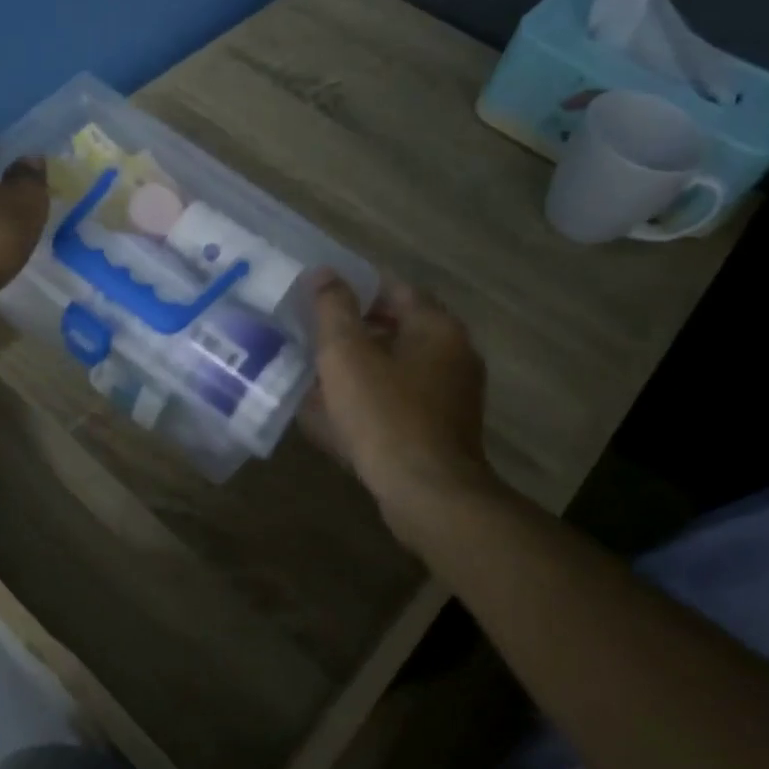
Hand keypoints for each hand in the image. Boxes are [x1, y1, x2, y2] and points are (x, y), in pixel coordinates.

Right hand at [302, 275, 504, 538]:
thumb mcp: (346, 354)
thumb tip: (324, 273)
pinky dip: (373, 396)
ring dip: (362, 365)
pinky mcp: (443, 429)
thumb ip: (332, 308)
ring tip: (319, 372)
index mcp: (437, 328)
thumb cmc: (385, 415)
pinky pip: (401, 399)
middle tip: (314, 334)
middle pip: (398, 327)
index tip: (321, 296)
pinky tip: (339, 412)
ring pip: (398, 365)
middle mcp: (454, 355)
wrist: (427, 495)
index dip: (357, 287)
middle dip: (356, 329)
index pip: (396, 289)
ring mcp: (453, 395)